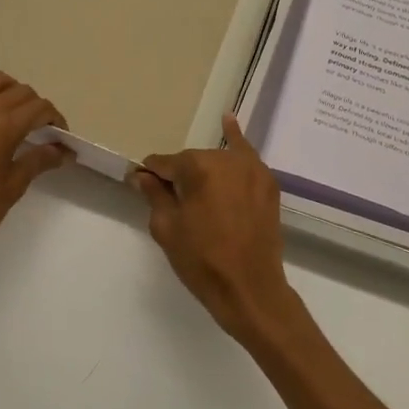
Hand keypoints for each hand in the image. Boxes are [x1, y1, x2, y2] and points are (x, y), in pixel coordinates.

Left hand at [0, 66, 72, 283]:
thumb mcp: (12, 188)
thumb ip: (38, 161)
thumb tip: (63, 150)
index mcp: (5, 127)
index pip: (40, 108)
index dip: (56, 120)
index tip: (62, 139)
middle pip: (20, 92)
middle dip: (37, 106)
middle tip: (44, 131)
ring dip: (11, 87)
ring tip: (18, 107)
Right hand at [135, 114, 300, 347]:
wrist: (250, 289)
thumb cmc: (202, 261)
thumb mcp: (167, 229)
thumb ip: (154, 195)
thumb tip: (142, 176)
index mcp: (197, 167)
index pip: (164, 164)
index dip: (151, 177)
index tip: (140, 185)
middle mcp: (225, 158)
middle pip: (191, 162)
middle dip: (180, 177)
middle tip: (174, 204)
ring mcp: (251, 168)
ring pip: (216, 162)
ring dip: (205, 172)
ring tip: (197, 191)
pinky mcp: (267, 182)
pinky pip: (246, 156)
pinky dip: (236, 139)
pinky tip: (228, 120)